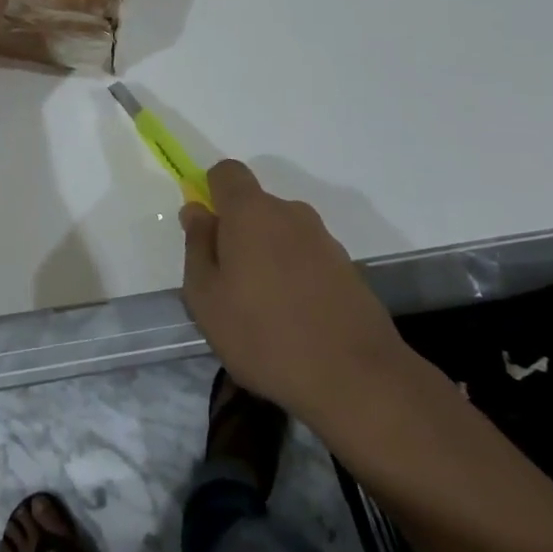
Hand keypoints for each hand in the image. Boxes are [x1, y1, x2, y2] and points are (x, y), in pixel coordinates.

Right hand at [180, 160, 408, 426]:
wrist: (356, 378)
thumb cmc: (264, 334)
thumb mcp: (206, 297)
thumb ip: (197, 246)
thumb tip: (196, 211)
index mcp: (251, 212)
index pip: (227, 173)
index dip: (211, 192)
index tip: (206, 232)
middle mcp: (290, 213)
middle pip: (255, 207)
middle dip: (238, 234)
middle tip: (229, 285)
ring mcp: (324, 240)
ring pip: (282, 234)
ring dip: (268, 257)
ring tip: (263, 311)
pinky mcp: (348, 269)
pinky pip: (307, 259)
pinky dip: (296, 277)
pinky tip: (295, 320)